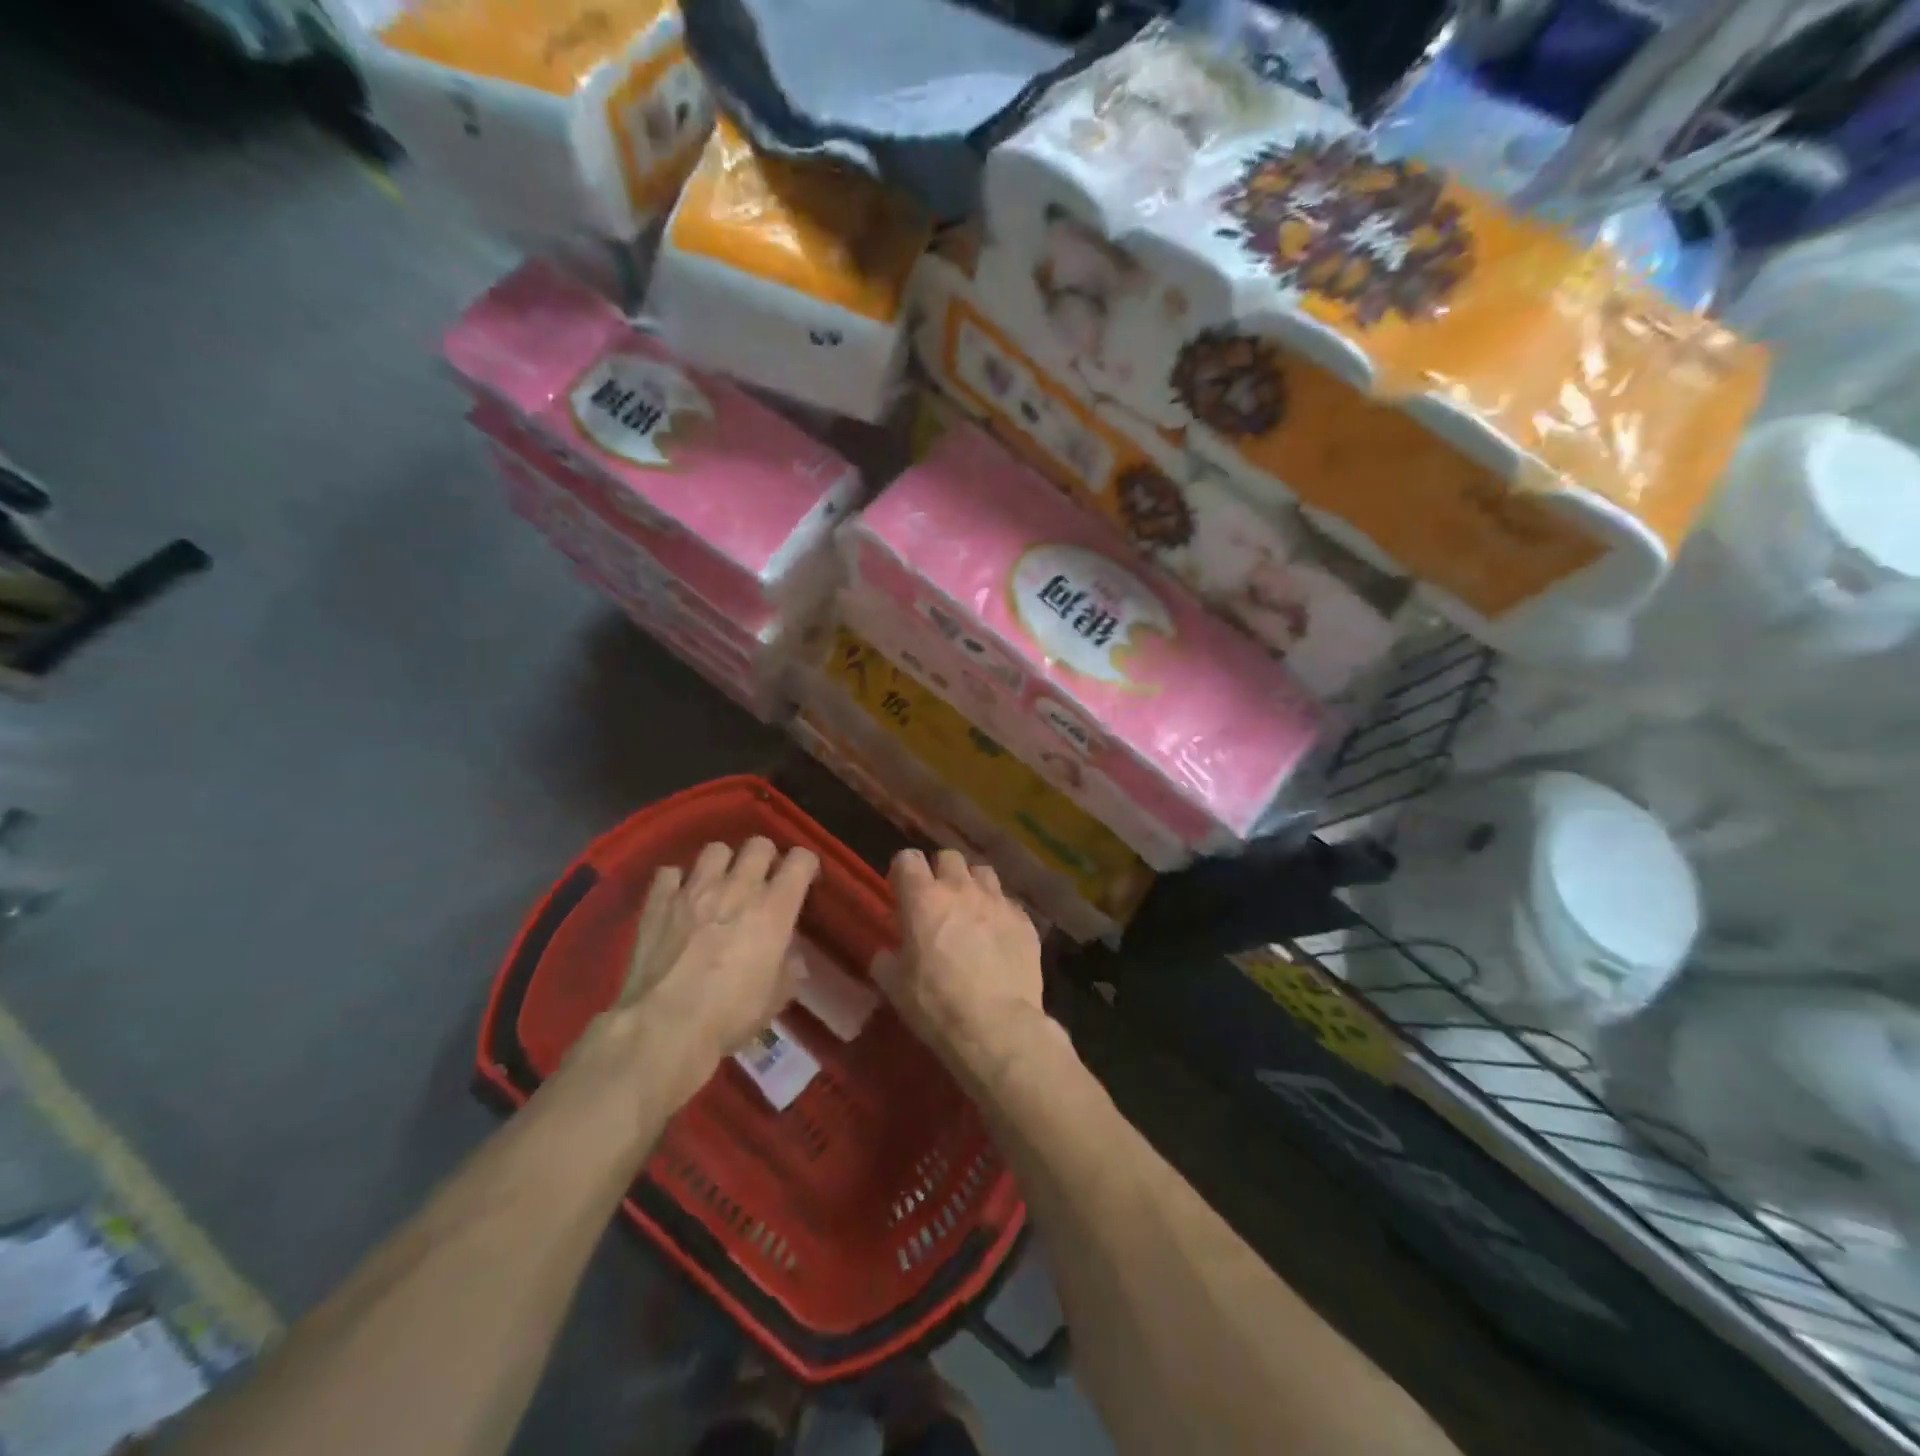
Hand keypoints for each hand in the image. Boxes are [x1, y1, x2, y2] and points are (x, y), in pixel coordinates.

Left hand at [604, 838, 818, 1103]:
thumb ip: (788, 969)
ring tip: (719, 885)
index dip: (805, 865)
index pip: (800, 860)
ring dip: (723, 863)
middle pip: (759, 844)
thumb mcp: (775, 999)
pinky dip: (678, 881)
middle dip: (765, 858)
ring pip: (716, 849)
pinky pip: (670, 872)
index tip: (804, 882)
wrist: (665, 1027)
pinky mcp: (658, 902)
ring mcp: (694, 890)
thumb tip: (791, 958)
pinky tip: (679, 899)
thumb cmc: (730, 1015)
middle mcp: (737, 888)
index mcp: (773, 909)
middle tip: (761, 882)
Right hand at [872, 849, 1045, 1079]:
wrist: (996, 1026)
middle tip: (937, 900)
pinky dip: (999, 913)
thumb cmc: (936, 1004)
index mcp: (923, 899)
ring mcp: (997, 901)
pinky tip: (997, 937)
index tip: (901, 891)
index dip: (903, 872)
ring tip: (970, 911)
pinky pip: (1008, 903)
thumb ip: (887, 959)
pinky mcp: (1024, 920)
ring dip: (972, 885)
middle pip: (948, 857)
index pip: (907, 858)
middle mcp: (961, 889)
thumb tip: (888, 953)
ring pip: (982, 872)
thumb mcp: (894, 986)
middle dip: (940, 872)